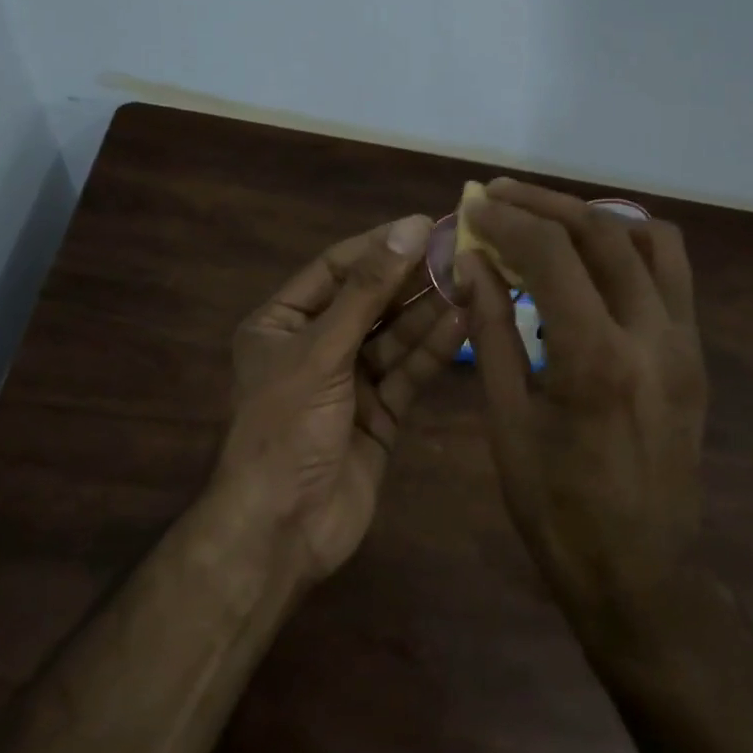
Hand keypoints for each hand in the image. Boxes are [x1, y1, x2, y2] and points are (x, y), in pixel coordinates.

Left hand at [219, 215, 468, 581]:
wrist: (283, 527)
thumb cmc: (286, 427)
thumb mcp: (320, 351)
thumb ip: (366, 292)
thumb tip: (407, 230)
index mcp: (281, 324)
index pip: (334, 269)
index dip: (378, 247)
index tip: (423, 225)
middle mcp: (315, 348)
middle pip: (370, 302)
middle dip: (411, 279)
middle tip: (460, 251)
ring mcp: (349, 383)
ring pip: (395, 338)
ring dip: (429, 312)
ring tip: (472, 280)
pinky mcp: (380, 415)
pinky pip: (408, 373)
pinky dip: (434, 350)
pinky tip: (464, 322)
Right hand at [457, 180, 707, 627]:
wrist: (640, 571)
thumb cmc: (556, 509)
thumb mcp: (507, 422)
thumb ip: (492, 333)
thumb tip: (473, 265)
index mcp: (594, 358)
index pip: (553, 254)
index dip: (508, 220)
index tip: (474, 206)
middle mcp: (650, 336)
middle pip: (603, 233)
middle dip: (545, 204)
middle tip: (500, 196)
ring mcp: (684, 344)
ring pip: (652, 241)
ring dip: (595, 218)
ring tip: (548, 221)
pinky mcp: (695, 356)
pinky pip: (671, 276)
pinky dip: (630, 248)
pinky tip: (592, 261)